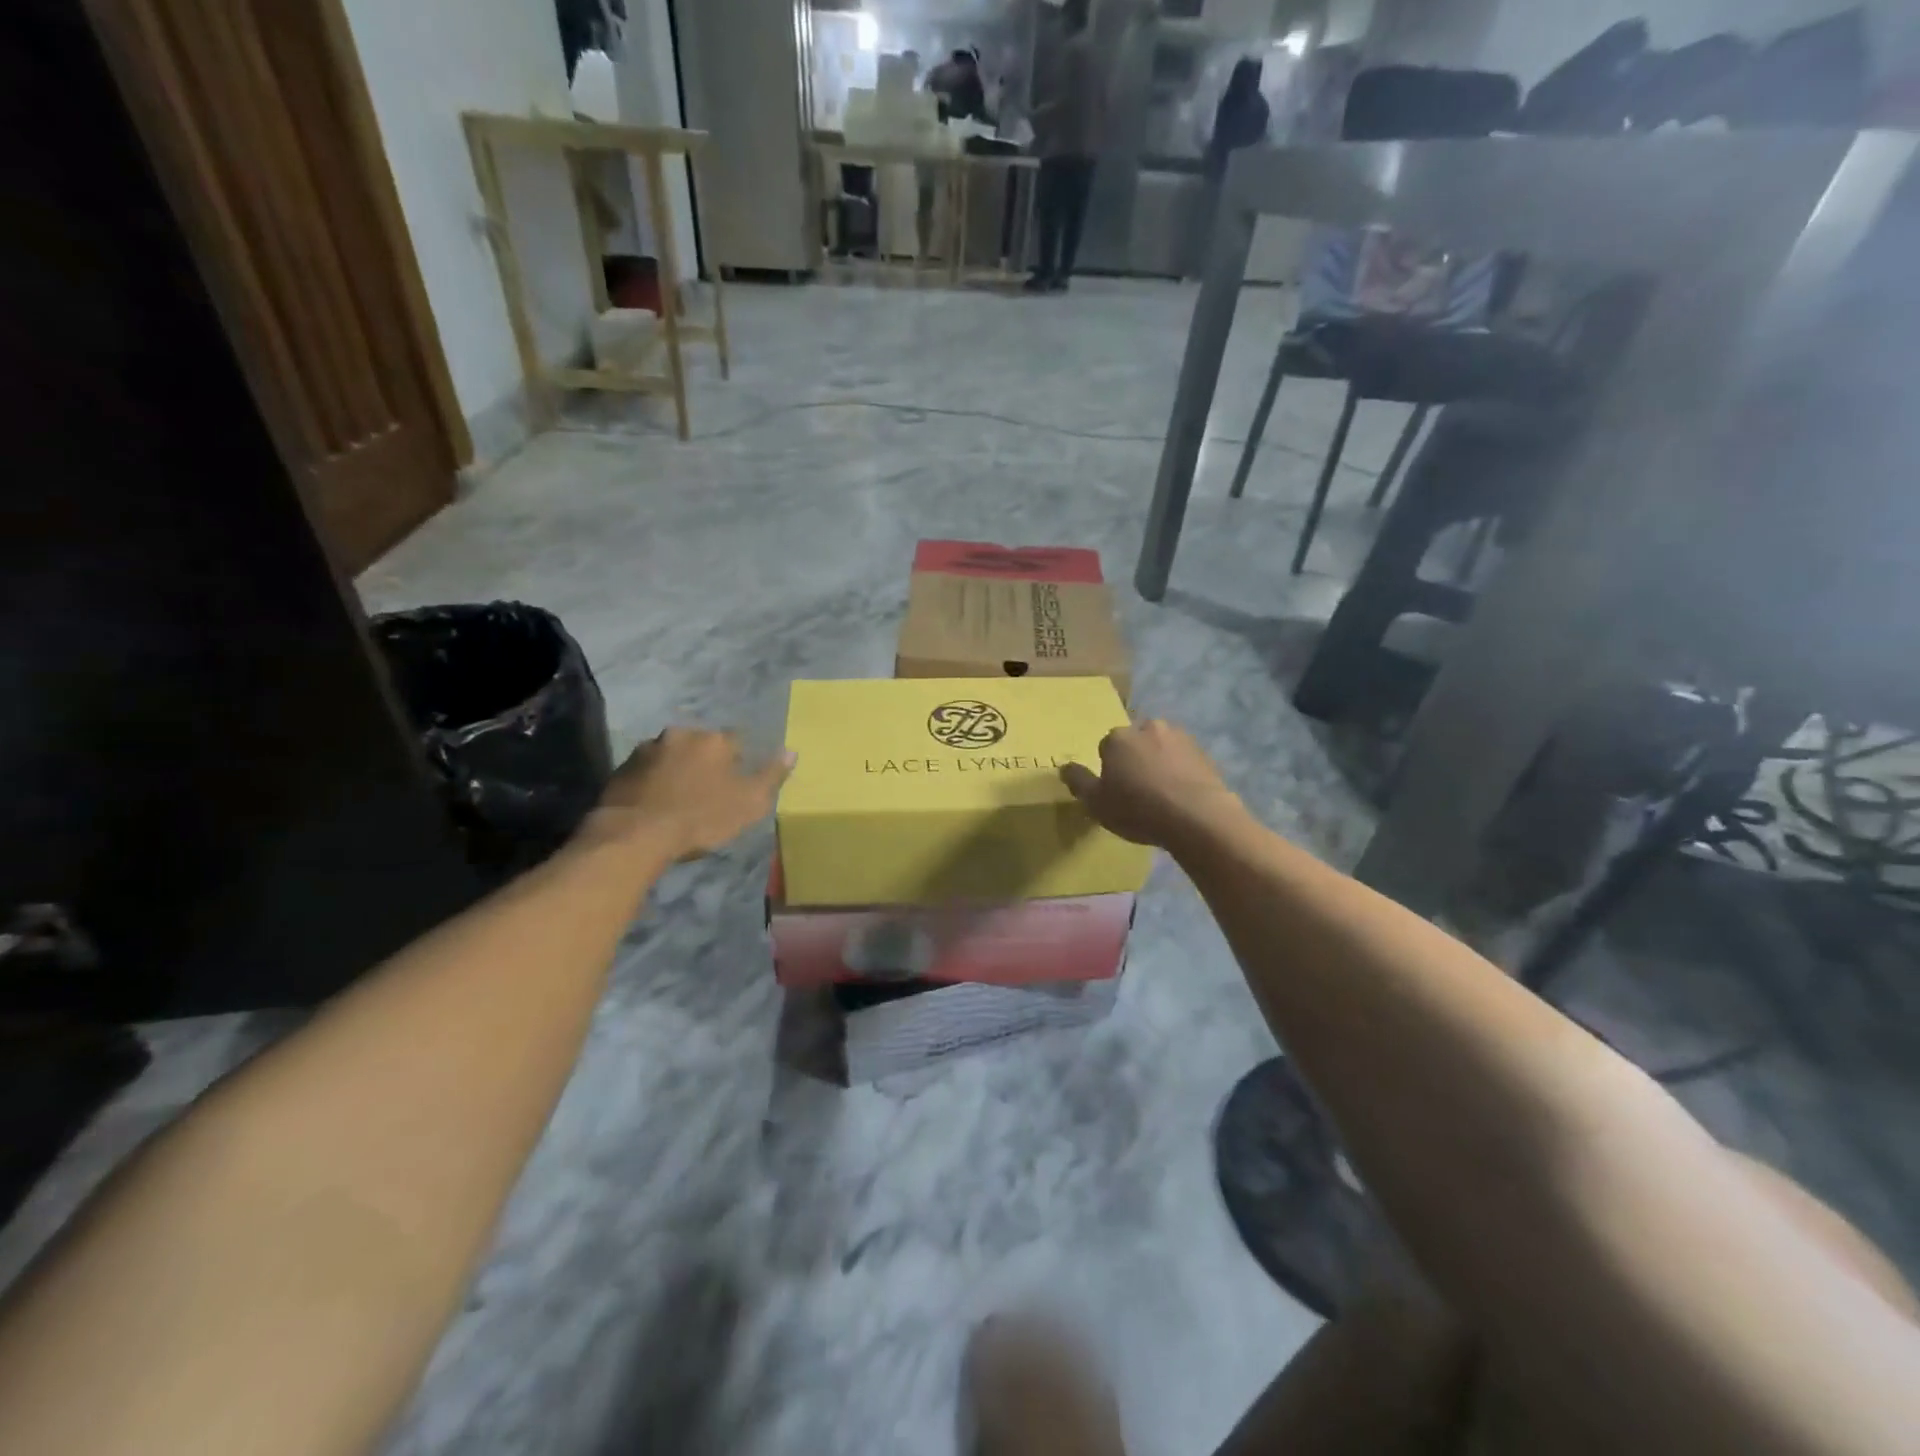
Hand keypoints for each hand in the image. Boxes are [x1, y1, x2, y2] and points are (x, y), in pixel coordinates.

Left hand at [595, 729, 792, 860]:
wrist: (635, 834)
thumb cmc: (701, 817)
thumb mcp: (750, 803)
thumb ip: (772, 776)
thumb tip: (791, 751)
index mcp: (715, 740)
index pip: (736, 741)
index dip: (738, 762)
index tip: (736, 783)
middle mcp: (681, 734)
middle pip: (701, 745)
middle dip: (705, 762)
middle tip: (707, 792)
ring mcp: (647, 749)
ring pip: (671, 755)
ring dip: (677, 770)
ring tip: (678, 799)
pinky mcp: (622, 768)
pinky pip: (647, 771)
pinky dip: (653, 782)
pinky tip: (655, 804)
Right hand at [1060, 719, 1245, 851]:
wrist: (1197, 817)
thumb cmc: (1137, 809)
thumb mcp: (1096, 803)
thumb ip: (1078, 782)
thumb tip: (1064, 767)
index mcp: (1118, 738)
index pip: (1106, 747)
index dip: (1109, 769)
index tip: (1115, 791)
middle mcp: (1148, 728)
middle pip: (1135, 743)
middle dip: (1135, 759)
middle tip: (1138, 791)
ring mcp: (1180, 738)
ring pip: (1161, 748)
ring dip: (1159, 764)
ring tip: (1162, 795)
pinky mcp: (1204, 753)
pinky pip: (1184, 761)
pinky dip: (1180, 773)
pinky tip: (1181, 797)